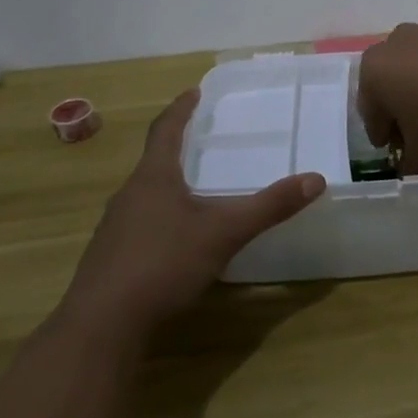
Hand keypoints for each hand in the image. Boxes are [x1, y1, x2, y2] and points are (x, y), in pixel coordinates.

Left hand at [59, 90, 323, 335]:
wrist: (102, 326)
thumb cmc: (163, 264)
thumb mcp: (224, 233)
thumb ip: (269, 207)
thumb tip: (315, 179)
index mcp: (154, 177)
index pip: (166, 130)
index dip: (181, 109)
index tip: (194, 91)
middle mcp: (129, 195)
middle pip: (154, 161)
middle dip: (177, 148)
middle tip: (202, 139)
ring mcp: (115, 228)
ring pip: (145, 194)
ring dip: (168, 184)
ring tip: (194, 188)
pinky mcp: (110, 258)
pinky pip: (139, 224)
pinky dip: (160, 218)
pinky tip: (176, 239)